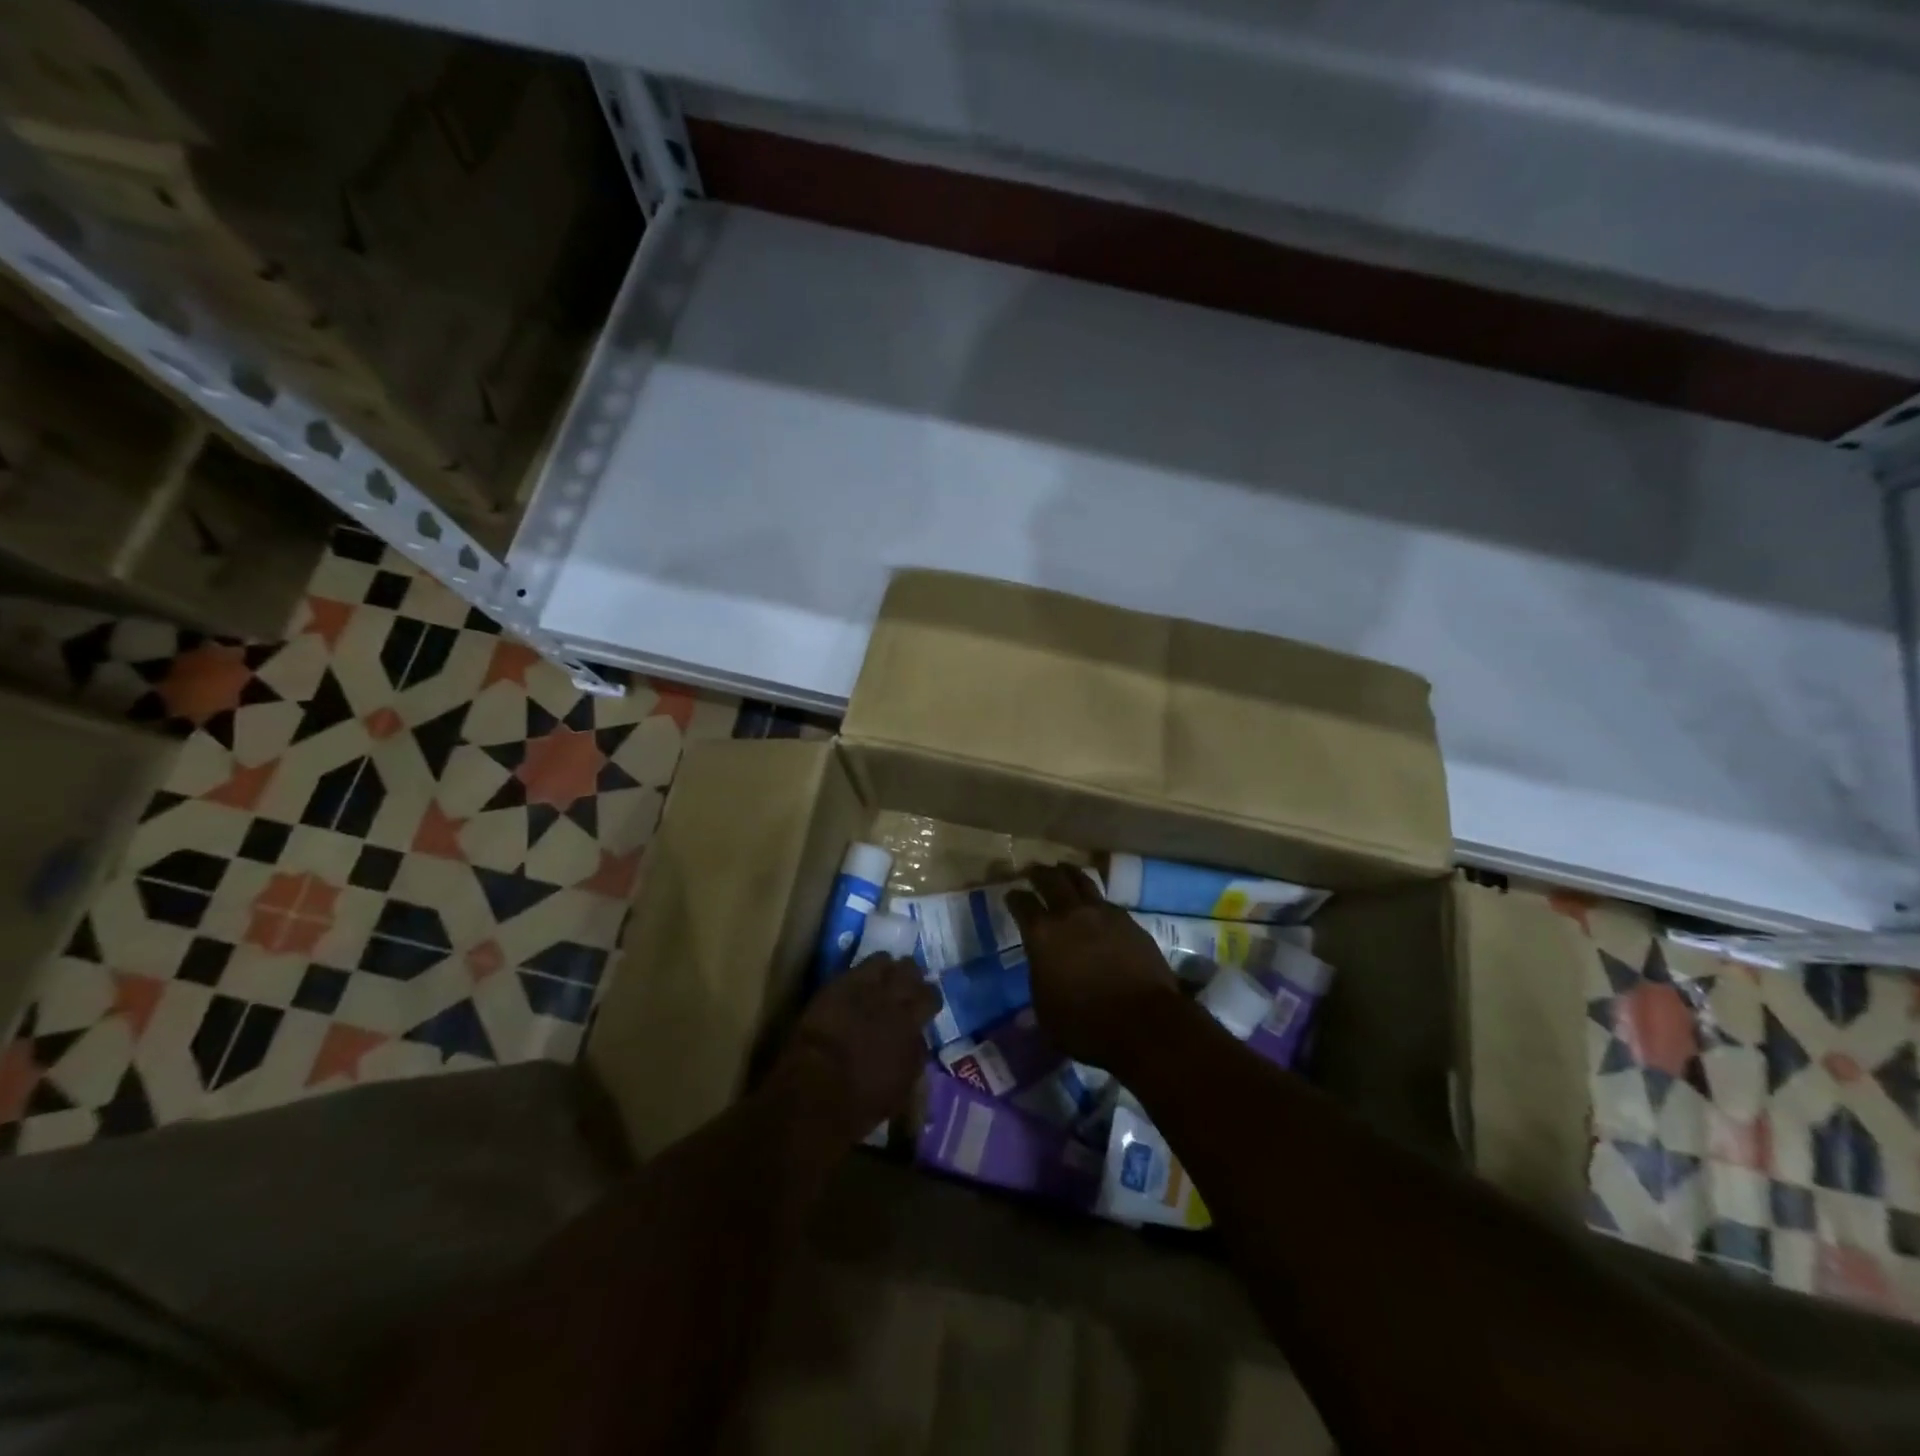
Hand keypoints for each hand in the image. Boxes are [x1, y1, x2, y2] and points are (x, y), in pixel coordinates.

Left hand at [772, 956, 938, 1142]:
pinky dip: (861, 972)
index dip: (929, 998)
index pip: (931, 996)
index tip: (925, 1005)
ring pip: (884, 960)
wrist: (816, 1088)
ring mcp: (864, 987)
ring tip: (881, 977)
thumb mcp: (904, 1084)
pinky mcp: (837, 984)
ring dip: (886, 969)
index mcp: (911, 1023)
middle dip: (910, 976)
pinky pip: (855, 967)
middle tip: (905, 986)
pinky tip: (857, 980)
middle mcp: (892, 998)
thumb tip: (918, 1037)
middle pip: (910, 970)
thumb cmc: (863, 1099)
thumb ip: (915, 1053)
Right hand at [1007, 864, 1182, 1070]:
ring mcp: (1103, 914)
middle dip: (1040, 873)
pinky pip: (1107, 901)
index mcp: (1042, 935)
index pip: (1022, 904)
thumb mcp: (1046, 1013)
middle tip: (1034, 870)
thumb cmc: (1086, 1025)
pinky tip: (1096, 905)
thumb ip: (1040, 983)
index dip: (1015, 897)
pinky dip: (1096, 899)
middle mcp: (1070, 915)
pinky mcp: (1129, 922)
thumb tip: (1041, 974)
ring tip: (1064, 870)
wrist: (1144, 1023)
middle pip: (1052, 880)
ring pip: (1082, 881)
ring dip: (1069, 874)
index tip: (1012, 894)